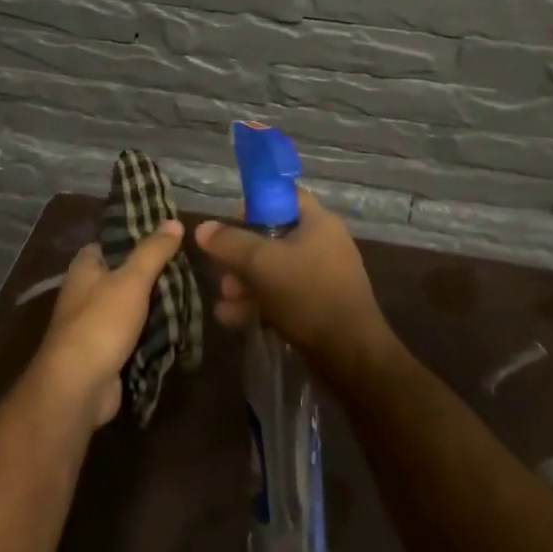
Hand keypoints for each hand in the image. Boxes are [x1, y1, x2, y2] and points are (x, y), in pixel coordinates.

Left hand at [35, 220, 184, 428]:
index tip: (170, 235)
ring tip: (193, 293)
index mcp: (85, 268)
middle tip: (190, 266)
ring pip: (133, 305)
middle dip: (155, 273)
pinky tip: (180, 325)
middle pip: (126, 274)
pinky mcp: (107, 351)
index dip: (138, 236)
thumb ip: (153, 251)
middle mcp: (86, 292)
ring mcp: (96, 324)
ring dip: (157, 304)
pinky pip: (135, 333)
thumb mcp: (131, 280)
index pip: (112, 242)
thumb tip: (173, 221)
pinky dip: (153, 331)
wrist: (78, 387)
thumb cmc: (101, 323)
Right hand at [195, 191, 390, 372]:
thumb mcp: (261, 264)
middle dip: (241, 257)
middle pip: (273, 237)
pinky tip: (235, 320)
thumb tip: (203, 228)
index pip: (283, 196)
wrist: (350, 355)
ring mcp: (322, 276)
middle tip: (223, 276)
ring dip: (245, 285)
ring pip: (274, 270)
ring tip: (225, 305)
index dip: (254, 204)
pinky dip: (260, 303)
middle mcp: (323, 243)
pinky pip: (283, 295)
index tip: (230, 224)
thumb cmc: (307, 295)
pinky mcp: (319, 305)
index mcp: (318, 222)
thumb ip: (229, 243)